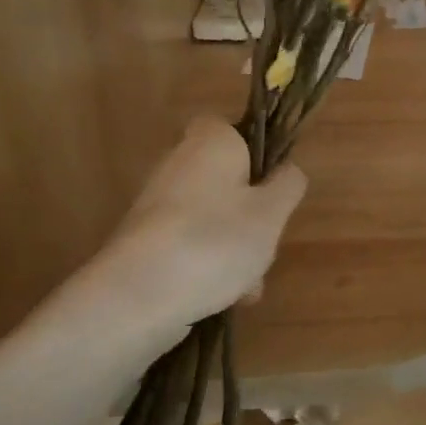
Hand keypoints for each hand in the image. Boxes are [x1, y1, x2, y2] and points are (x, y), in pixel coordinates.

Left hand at [69, 116, 306, 350]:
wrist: (138, 297)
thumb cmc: (215, 240)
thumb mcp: (272, 212)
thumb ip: (288, 185)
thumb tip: (286, 172)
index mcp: (210, 143)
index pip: (229, 127)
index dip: (255, 151)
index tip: (272, 183)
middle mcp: (177, 164)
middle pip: (226, 180)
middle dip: (251, 212)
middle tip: (268, 241)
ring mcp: (157, 205)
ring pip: (212, 217)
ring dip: (235, 246)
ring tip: (249, 284)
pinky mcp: (144, 242)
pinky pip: (190, 245)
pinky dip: (209, 265)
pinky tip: (226, 297)